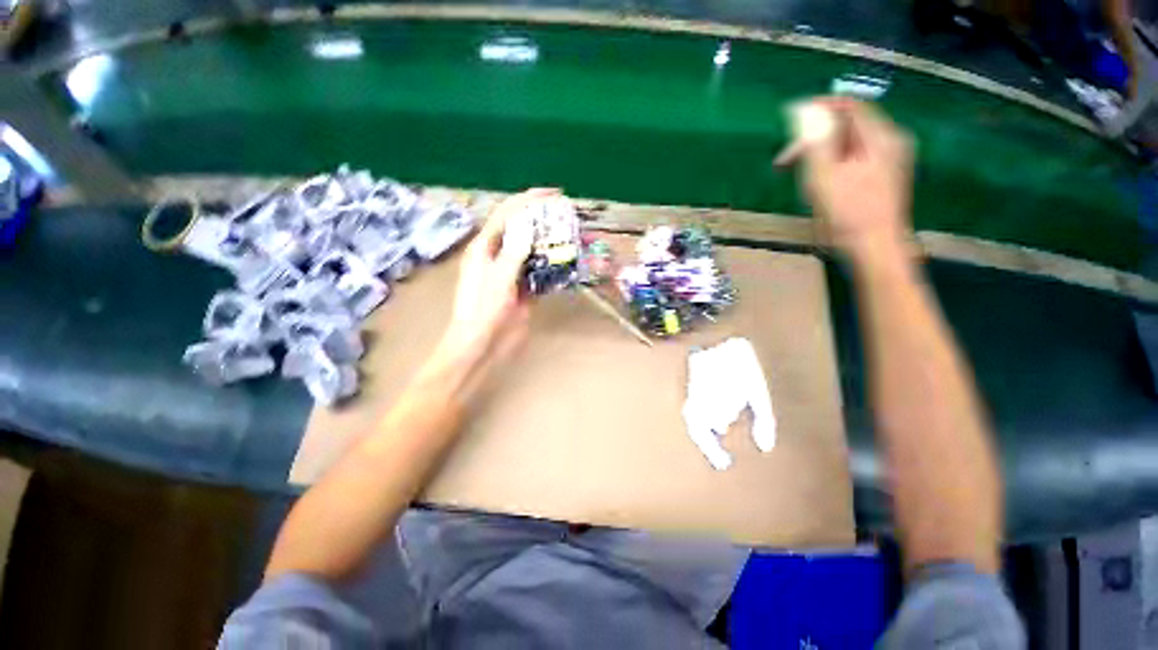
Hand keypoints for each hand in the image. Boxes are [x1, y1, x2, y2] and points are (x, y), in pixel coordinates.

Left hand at [437, 189, 555, 364]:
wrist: (483, 344)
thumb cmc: (482, 312)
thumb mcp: (497, 280)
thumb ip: (513, 253)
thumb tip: (528, 227)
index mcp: (486, 248)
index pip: (506, 215)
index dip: (527, 200)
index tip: (552, 194)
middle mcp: (499, 256)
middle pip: (522, 230)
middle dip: (542, 219)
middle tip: (566, 214)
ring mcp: (512, 273)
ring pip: (533, 251)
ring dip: (550, 243)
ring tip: (571, 235)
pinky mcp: (524, 289)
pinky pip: (540, 272)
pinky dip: (553, 267)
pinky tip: (568, 263)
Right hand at [780, 98, 914, 261]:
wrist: (874, 248)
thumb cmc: (847, 213)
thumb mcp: (824, 175)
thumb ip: (815, 139)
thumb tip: (804, 111)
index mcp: (880, 137)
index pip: (850, 106)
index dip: (819, 108)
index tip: (789, 121)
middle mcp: (889, 142)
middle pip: (848, 126)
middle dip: (813, 138)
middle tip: (784, 161)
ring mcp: (889, 161)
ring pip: (849, 144)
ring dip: (819, 153)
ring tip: (796, 174)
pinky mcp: (883, 177)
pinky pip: (855, 159)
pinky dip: (832, 164)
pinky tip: (818, 182)